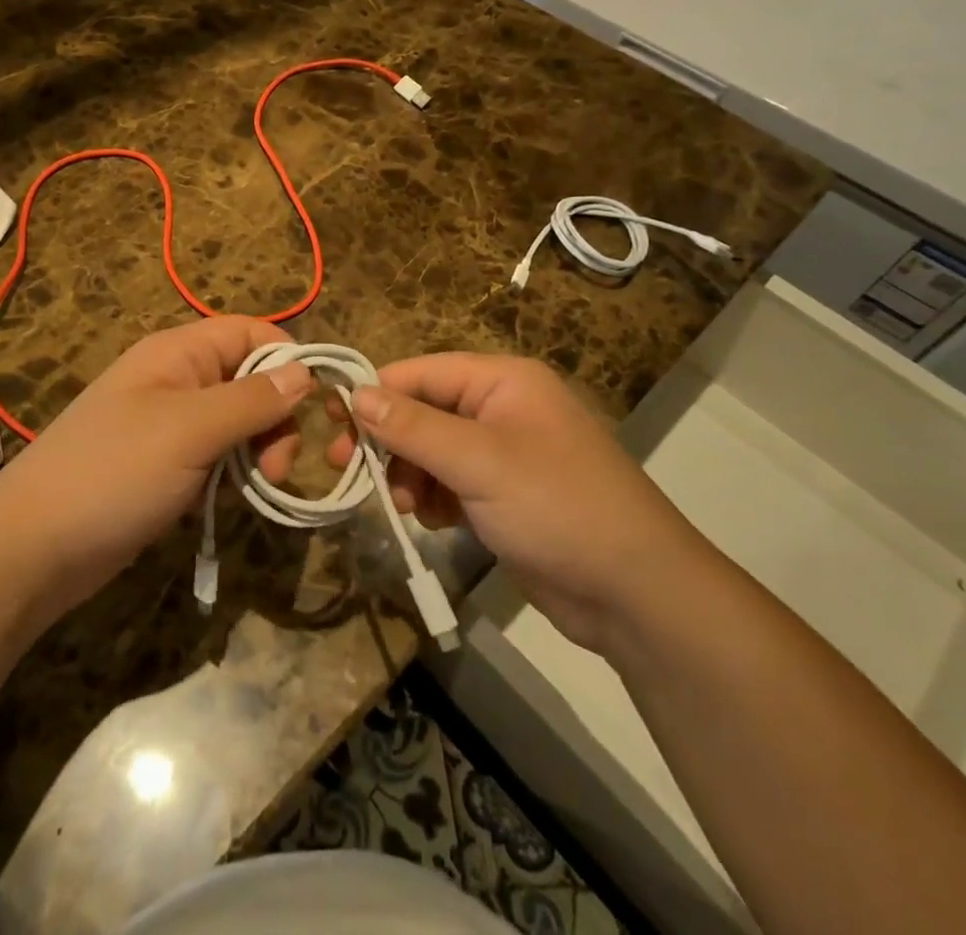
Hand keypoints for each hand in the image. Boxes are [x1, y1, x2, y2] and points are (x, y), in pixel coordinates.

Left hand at [0, 316, 315, 615]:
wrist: (34, 549)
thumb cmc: (114, 473)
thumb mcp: (190, 430)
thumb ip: (251, 399)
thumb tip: (305, 372)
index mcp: (178, 353)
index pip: (250, 332)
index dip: (287, 359)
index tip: (316, 405)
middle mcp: (177, 380)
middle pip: (251, 379)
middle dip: (277, 416)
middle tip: (278, 466)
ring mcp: (171, 426)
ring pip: (239, 422)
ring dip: (260, 450)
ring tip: (260, 487)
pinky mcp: (168, 467)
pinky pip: (219, 456)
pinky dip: (236, 474)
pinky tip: (235, 501)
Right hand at [331, 353, 707, 652]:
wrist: (635, 593)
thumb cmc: (557, 506)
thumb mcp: (478, 462)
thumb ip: (413, 427)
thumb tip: (356, 394)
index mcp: (502, 381)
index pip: (420, 373)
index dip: (375, 394)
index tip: (330, 422)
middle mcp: (501, 408)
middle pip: (423, 411)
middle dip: (388, 441)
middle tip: (346, 468)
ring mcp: (504, 453)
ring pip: (432, 450)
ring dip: (409, 475)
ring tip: (403, 506)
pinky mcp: (504, 495)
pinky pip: (451, 483)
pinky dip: (434, 499)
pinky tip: (435, 523)